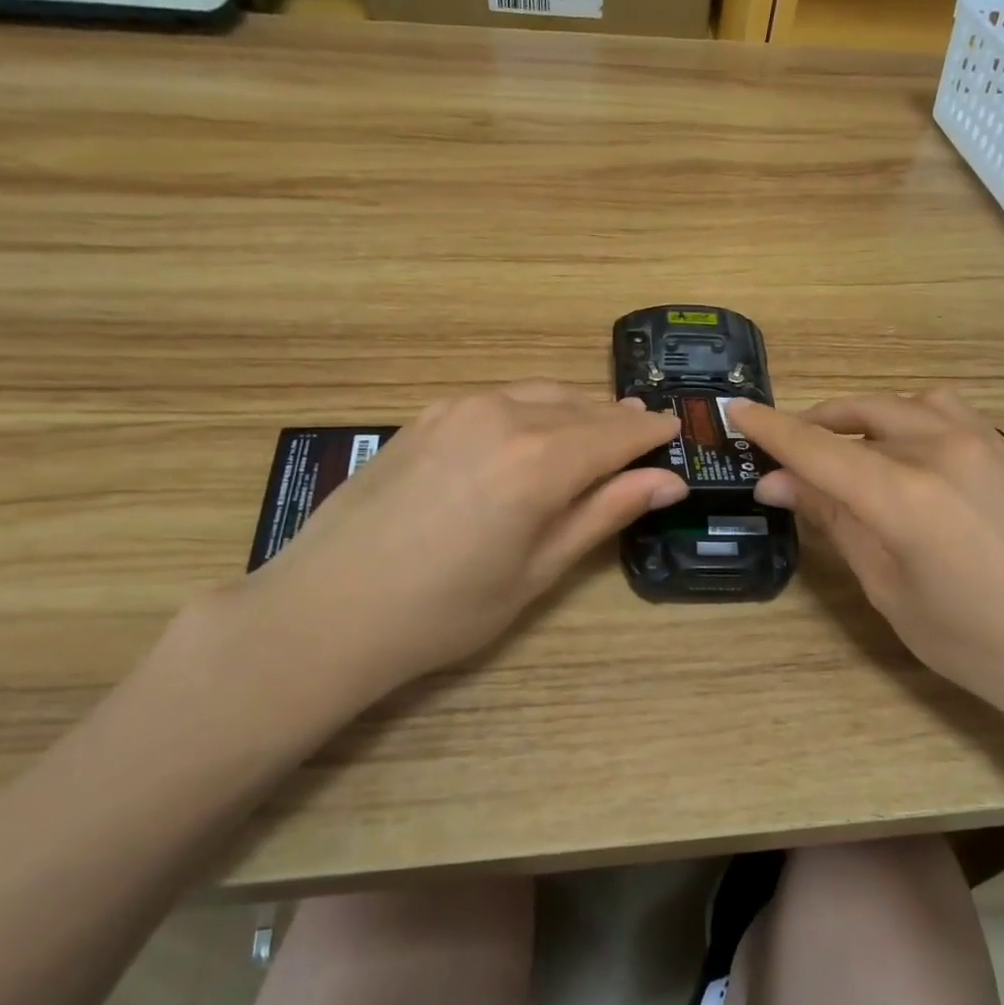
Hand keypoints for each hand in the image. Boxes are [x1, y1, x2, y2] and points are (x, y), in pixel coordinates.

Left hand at [226, 382, 684, 715]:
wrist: (327, 609)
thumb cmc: (446, 609)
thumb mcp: (538, 570)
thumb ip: (603, 513)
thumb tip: (667, 482)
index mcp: (541, 460)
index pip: (618, 432)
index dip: (651, 433)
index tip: (675, 432)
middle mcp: (504, 417)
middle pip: (582, 408)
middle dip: (618, 420)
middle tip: (644, 436)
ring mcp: (459, 409)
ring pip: (540, 395)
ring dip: (576, 410)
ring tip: (597, 431)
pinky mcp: (426, 416)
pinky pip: (499, 399)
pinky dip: (531, 409)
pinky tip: (533, 432)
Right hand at [731, 391, 1003, 764]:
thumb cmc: (973, 642)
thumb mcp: (888, 587)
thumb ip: (836, 522)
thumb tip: (778, 483)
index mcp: (904, 494)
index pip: (817, 447)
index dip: (770, 429)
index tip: (736, 412)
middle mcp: (943, 450)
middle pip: (860, 414)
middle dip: (814, 425)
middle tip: (786, 454)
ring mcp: (986, 443)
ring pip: (905, 405)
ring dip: (864, 418)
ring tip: (846, 450)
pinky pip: (947, 414)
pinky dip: (909, 420)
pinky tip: (907, 456)